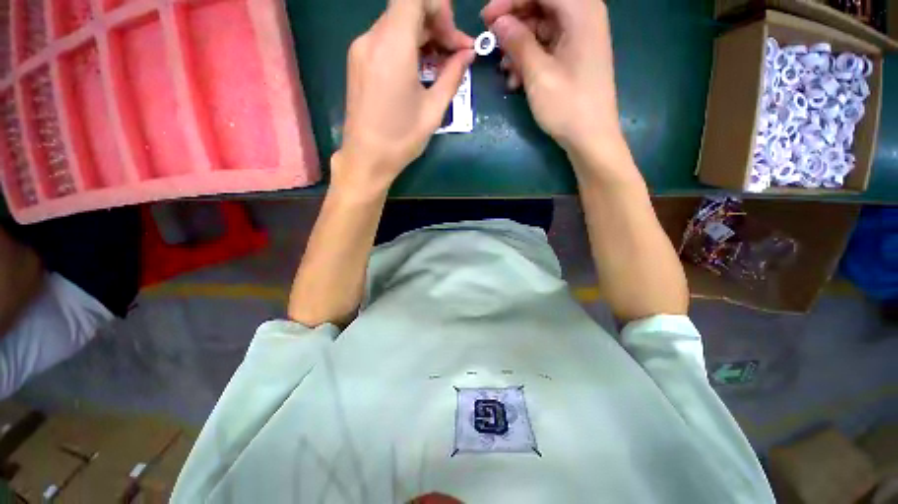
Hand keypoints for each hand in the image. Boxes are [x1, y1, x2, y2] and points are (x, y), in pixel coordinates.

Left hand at [333, 0, 474, 195]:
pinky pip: (386, 40)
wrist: (366, 158)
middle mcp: (371, 38)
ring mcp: (361, 49)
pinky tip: (419, 70)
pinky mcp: (357, 62)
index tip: (452, 38)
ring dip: (423, 38)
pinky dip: (407, 47)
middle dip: (436, 25)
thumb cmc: (401, 139)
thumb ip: (452, 76)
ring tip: (440, 65)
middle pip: (407, 9)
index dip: (438, 8)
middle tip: (456, 55)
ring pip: (397, 25)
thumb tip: (467, 54)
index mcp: (392, 46)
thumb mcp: (434, 110)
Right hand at [482, 0, 623, 161]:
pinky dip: (529, 59)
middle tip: (491, 43)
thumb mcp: (538, 74)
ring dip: (518, 47)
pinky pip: (546, 46)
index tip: (486, 18)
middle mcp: (583, 16)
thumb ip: (518, 42)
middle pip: (541, 5)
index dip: (510, 0)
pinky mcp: (574, 55)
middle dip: (513, 23)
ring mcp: (579, 37)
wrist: (590, 138)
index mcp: (581, 10)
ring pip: (541, 27)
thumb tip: (498, 22)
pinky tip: (516, 80)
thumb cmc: (567, 105)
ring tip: (504, 71)